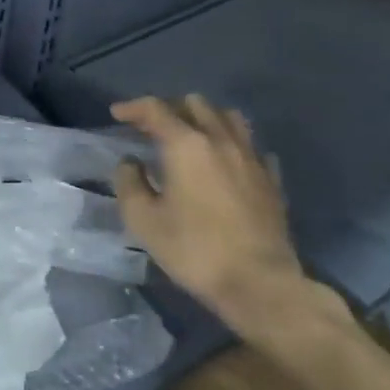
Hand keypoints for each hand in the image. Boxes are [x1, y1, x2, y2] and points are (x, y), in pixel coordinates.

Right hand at [110, 94, 340, 345]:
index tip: (117, 114)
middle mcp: (221, 140)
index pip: (155, 109)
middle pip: (195, 104)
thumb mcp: (143, 220)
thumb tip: (131, 162)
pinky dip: (233, 145)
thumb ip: (129, 183)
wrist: (260, 284)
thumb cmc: (194, 250)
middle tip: (152, 128)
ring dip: (205, 119)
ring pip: (229, 117)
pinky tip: (226, 162)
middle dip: (170, 109)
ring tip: (191, 136)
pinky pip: (252, 146)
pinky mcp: (272, 180)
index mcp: (186, 145)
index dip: (133, 107)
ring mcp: (251, 158)